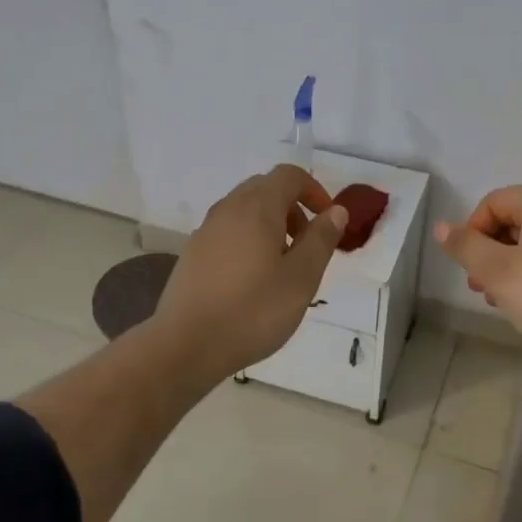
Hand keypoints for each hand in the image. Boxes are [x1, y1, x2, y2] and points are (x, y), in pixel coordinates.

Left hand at [153, 165, 347, 381]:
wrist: (186, 345)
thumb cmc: (253, 310)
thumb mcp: (302, 278)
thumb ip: (321, 239)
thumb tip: (335, 211)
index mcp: (257, 207)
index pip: (289, 175)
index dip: (314, 190)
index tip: (328, 221)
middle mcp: (228, 209)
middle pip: (265, 188)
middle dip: (292, 207)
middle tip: (307, 244)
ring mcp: (205, 231)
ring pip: (244, 211)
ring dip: (270, 225)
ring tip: (282, 266)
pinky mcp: (192, 254)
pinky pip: (228, 232)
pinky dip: (248, 241)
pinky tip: (252, 281)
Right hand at [434, 184, 521, 371]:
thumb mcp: (497, 271)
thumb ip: (465, 246)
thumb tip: (441, 227)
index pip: (491, 204)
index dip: (472, 234)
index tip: (470, 270)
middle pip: (511, 221)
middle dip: (489, 253)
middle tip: (481, 288)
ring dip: (508, 266)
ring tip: (502, 300)